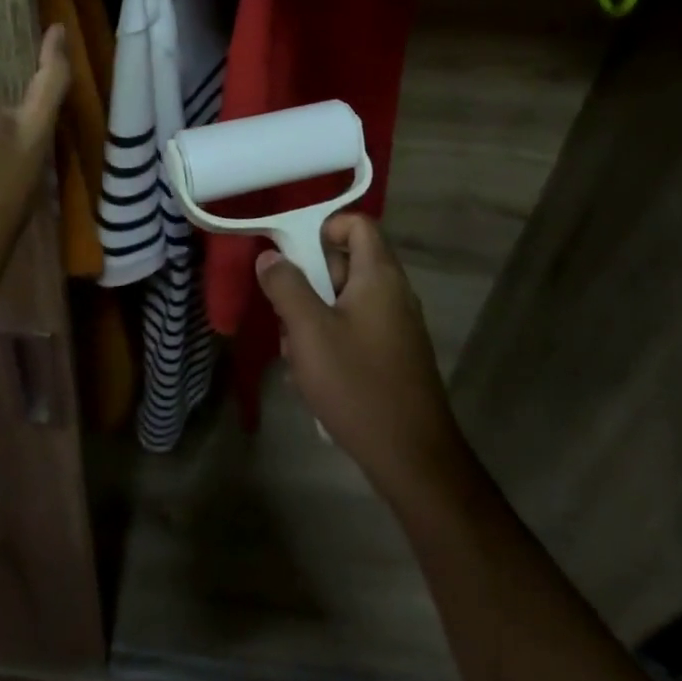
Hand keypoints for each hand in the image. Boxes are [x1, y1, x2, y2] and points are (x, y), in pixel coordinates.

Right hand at [255, 215, 473, 507]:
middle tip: (285, 317)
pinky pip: (354, 331)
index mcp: (379, 275)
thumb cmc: (357, 383)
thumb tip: (270, 256)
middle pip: (344, 264)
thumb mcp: (309, 331)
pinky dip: (330, 343)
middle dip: (307, 285)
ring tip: (297, 357)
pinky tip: (314, 379)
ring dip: (313, 321)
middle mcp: (393, 292)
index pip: (356, 224)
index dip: (322, 228)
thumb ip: (286, 286)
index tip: (291, 256)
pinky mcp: (393, 355)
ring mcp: (396, 326)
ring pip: (343, 302)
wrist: (411, 456)